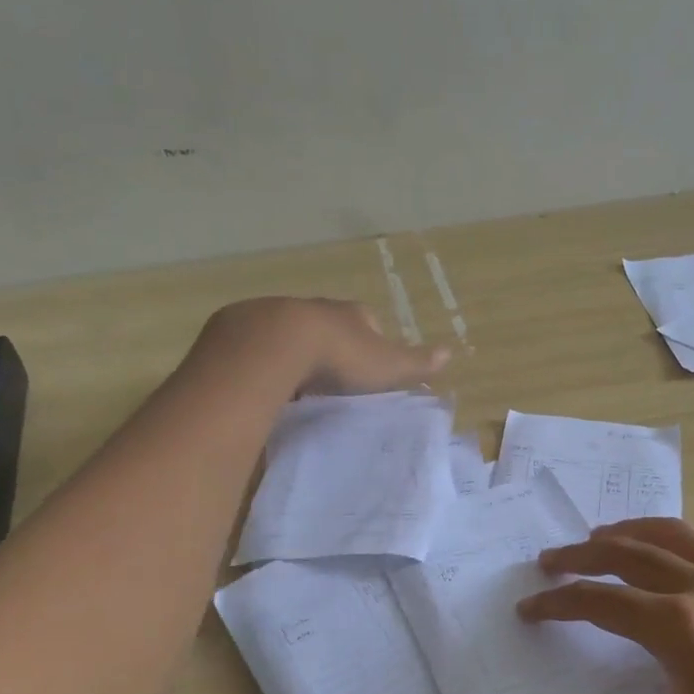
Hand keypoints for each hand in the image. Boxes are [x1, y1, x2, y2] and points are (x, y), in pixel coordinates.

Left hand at [199, 297, 448, 396]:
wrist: (275, 344)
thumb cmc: (340, 356)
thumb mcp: (386, 365)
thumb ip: (416, 362)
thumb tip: (450, 353)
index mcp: (350, 314)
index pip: (368, 322)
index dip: (370, 342)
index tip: (368, 367)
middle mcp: (315, 308)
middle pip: (328, 325)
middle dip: (330, 346)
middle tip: (332, 378)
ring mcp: (277, 315)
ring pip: (291, 334)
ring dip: (295, 353)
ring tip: (297, 385)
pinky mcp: (242, 329)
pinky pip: (259, 346)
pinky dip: (264, 360)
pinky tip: (265, 382)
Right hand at [490, 518, 693, 693]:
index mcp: (678, 626)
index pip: (597, 600)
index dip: (555, 602)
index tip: (526, 610)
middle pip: (627, 551)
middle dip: (580, 555)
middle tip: (546, 563)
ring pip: (671, 535)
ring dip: (626, 533)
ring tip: (595, 540)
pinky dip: (667, 540)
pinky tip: (662, 563)